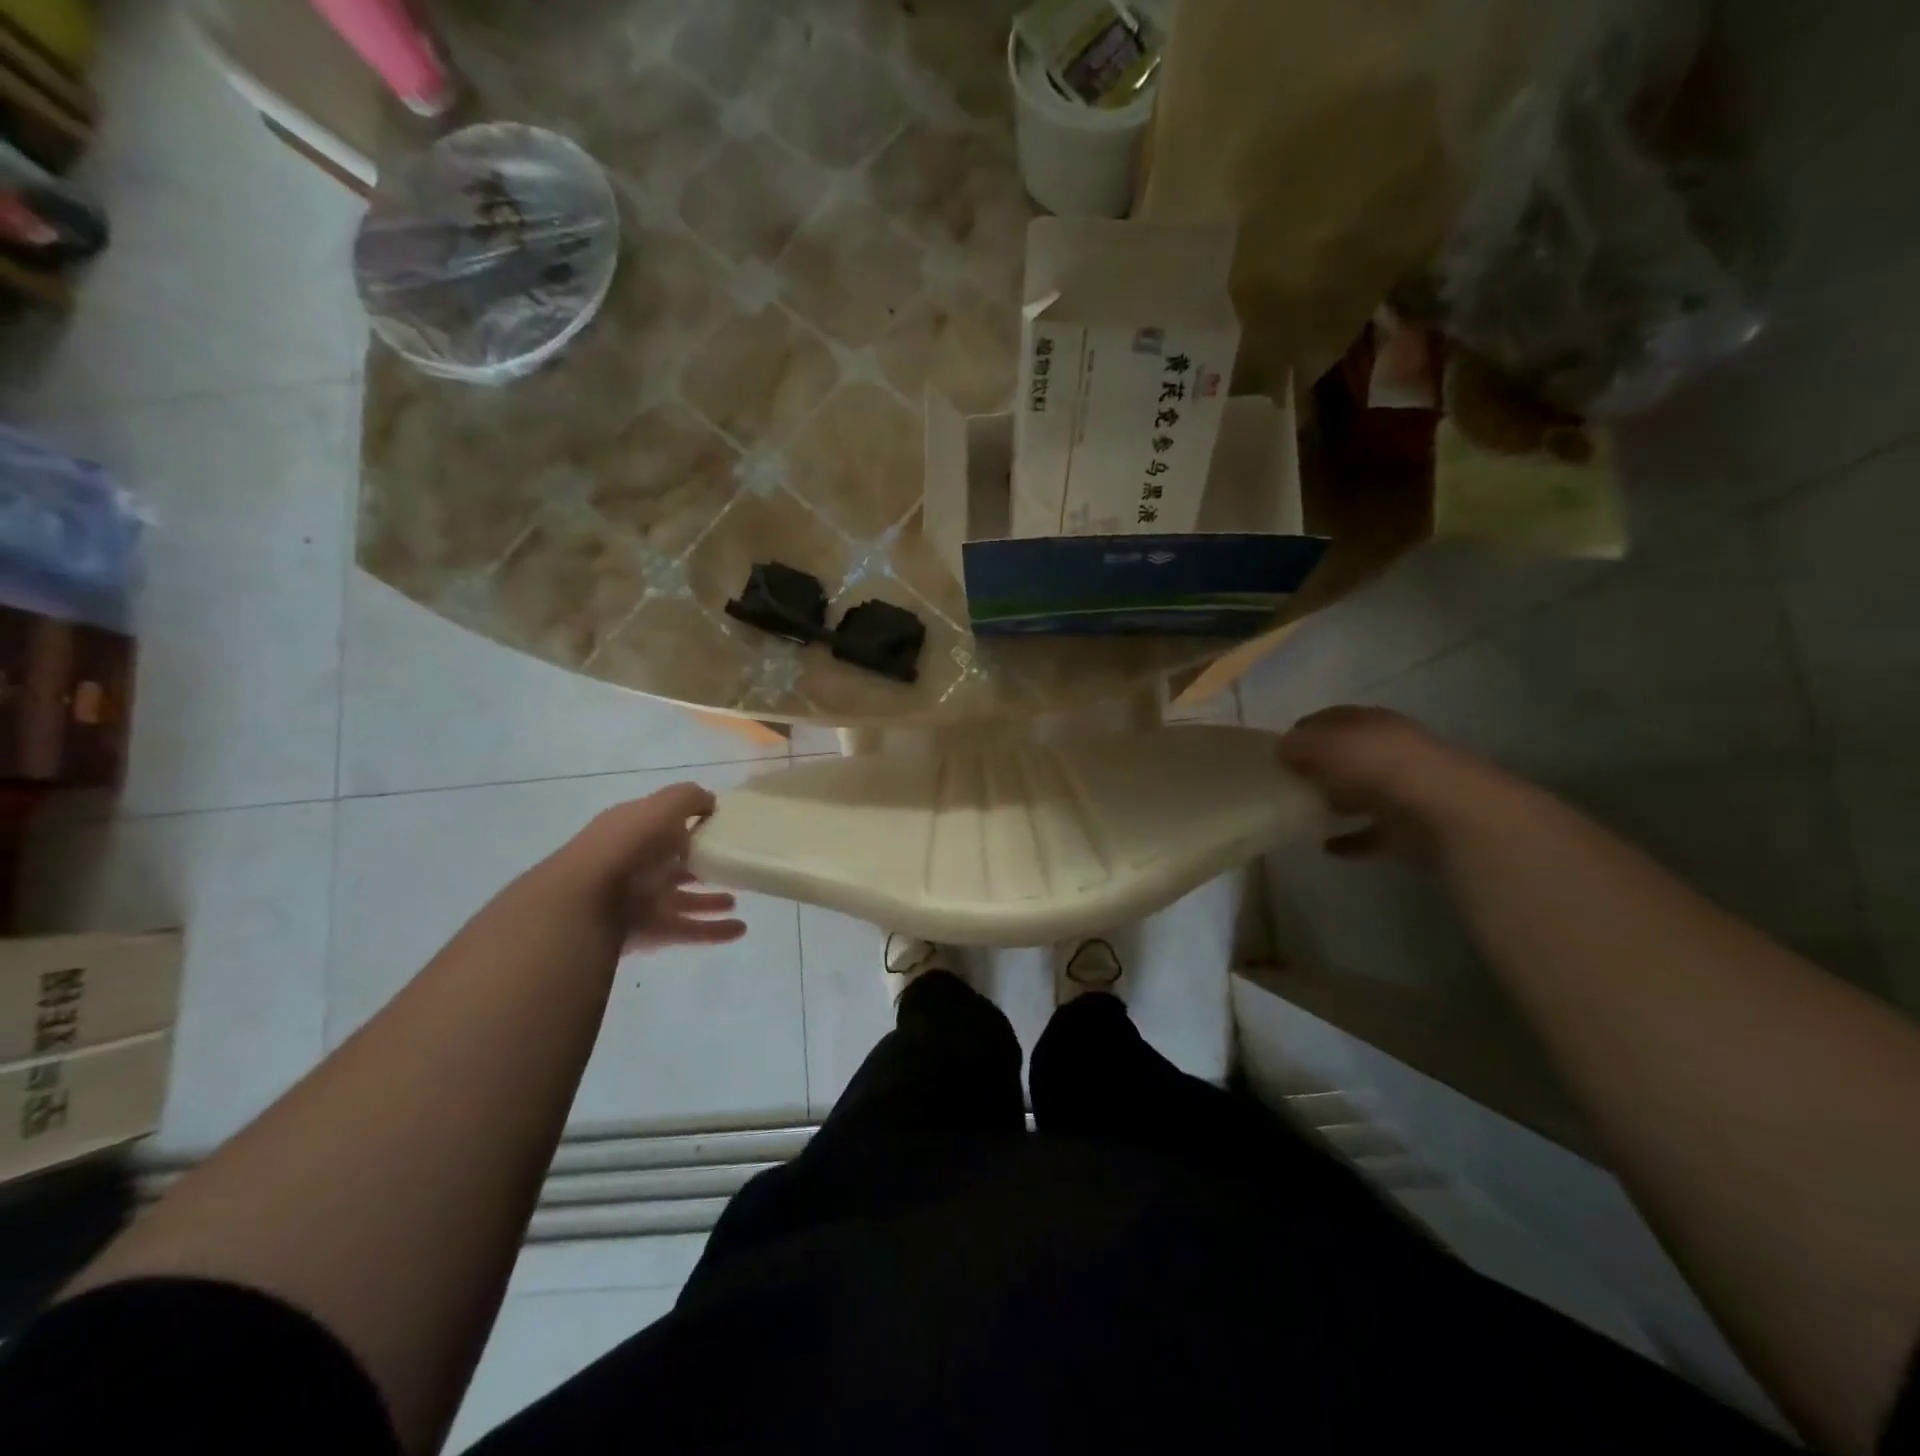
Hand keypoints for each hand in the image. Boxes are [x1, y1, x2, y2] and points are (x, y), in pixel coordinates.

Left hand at [556, 784, 747, 951]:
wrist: (586, 904)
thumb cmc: (627, 845)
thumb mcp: (662, 807)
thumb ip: (689, 799)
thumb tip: (711, 803)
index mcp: (633, 831)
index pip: (663, 824)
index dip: (689, 823)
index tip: (720, 826)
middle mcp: (636, 865)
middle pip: (674, 864)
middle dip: (699, 864)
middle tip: (729, 864)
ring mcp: (642, 900)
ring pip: (683, 899)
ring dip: (709, 901)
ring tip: (735, 900)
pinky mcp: (651, 932)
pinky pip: (689, 930)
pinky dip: (714, 931)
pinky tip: (739, 930)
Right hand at [1278, 706, 1507, 861]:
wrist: (1449, 813)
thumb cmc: (1384, 766)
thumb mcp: (1331, 743)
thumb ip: (1302, 744)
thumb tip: (1281, 749)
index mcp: (1374, 725)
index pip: (1332, 720)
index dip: (1304, 730)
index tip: (1276, 749)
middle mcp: (1390, 754)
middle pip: (1347, 757)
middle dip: (1318, 766)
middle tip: (1285, 781)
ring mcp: (1401, 794)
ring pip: (1359, 794)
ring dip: (1335, 801)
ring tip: (1301, 811)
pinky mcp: (1407, 832)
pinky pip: (1369, 836)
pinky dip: (1349, 841)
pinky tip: (1326, 847)